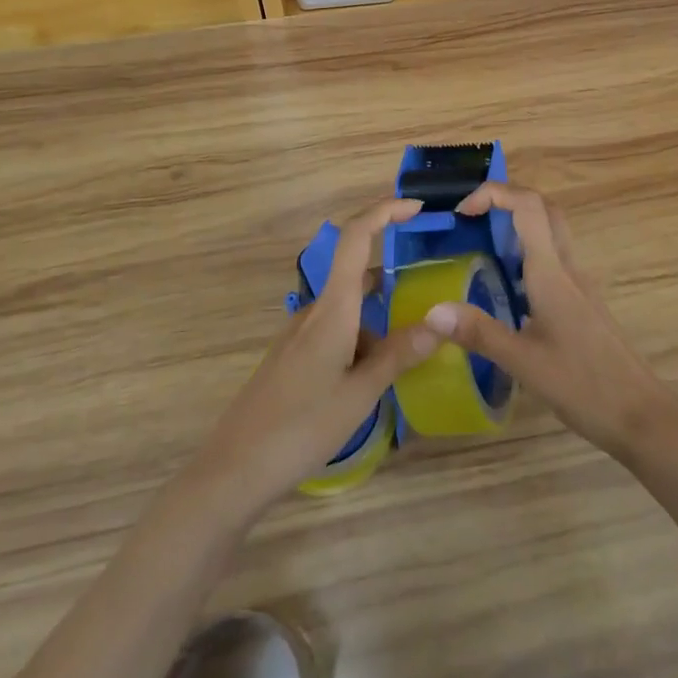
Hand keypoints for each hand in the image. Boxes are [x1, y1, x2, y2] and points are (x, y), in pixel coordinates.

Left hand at [188, 197, 439, 519]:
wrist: (234, 471)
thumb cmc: (301, 427)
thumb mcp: (361, 393)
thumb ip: (400, 353)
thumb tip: (443, 319)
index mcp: (333, 308)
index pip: (356, 236)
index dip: (385, 211)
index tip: (417, 207)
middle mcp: (315, 310)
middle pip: (356, 271)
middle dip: (391, 275)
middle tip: (428, 292)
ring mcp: (300, 333)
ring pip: (348, 309)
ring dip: (377, 320)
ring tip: (408, 352)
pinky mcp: (293, 356)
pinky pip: (335, 331)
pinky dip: (360, 340)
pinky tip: (372, 378)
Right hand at [423, 184, 677, 461]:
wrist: (640, 414)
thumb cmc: (583, 384)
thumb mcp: (523, 363)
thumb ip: (479, 332)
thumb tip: (432, 310)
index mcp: (551, 272)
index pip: (528, 206)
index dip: (494, 193)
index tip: (462, 211)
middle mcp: (567, 268)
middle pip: (543, 209)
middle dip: (506, 200)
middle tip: (472, 218)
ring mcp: (578, 284)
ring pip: (551, 232)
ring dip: (517, 225)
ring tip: (481, 247)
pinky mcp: (581, 302)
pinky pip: (553, 259)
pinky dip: (527, 254)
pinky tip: (506, 288)